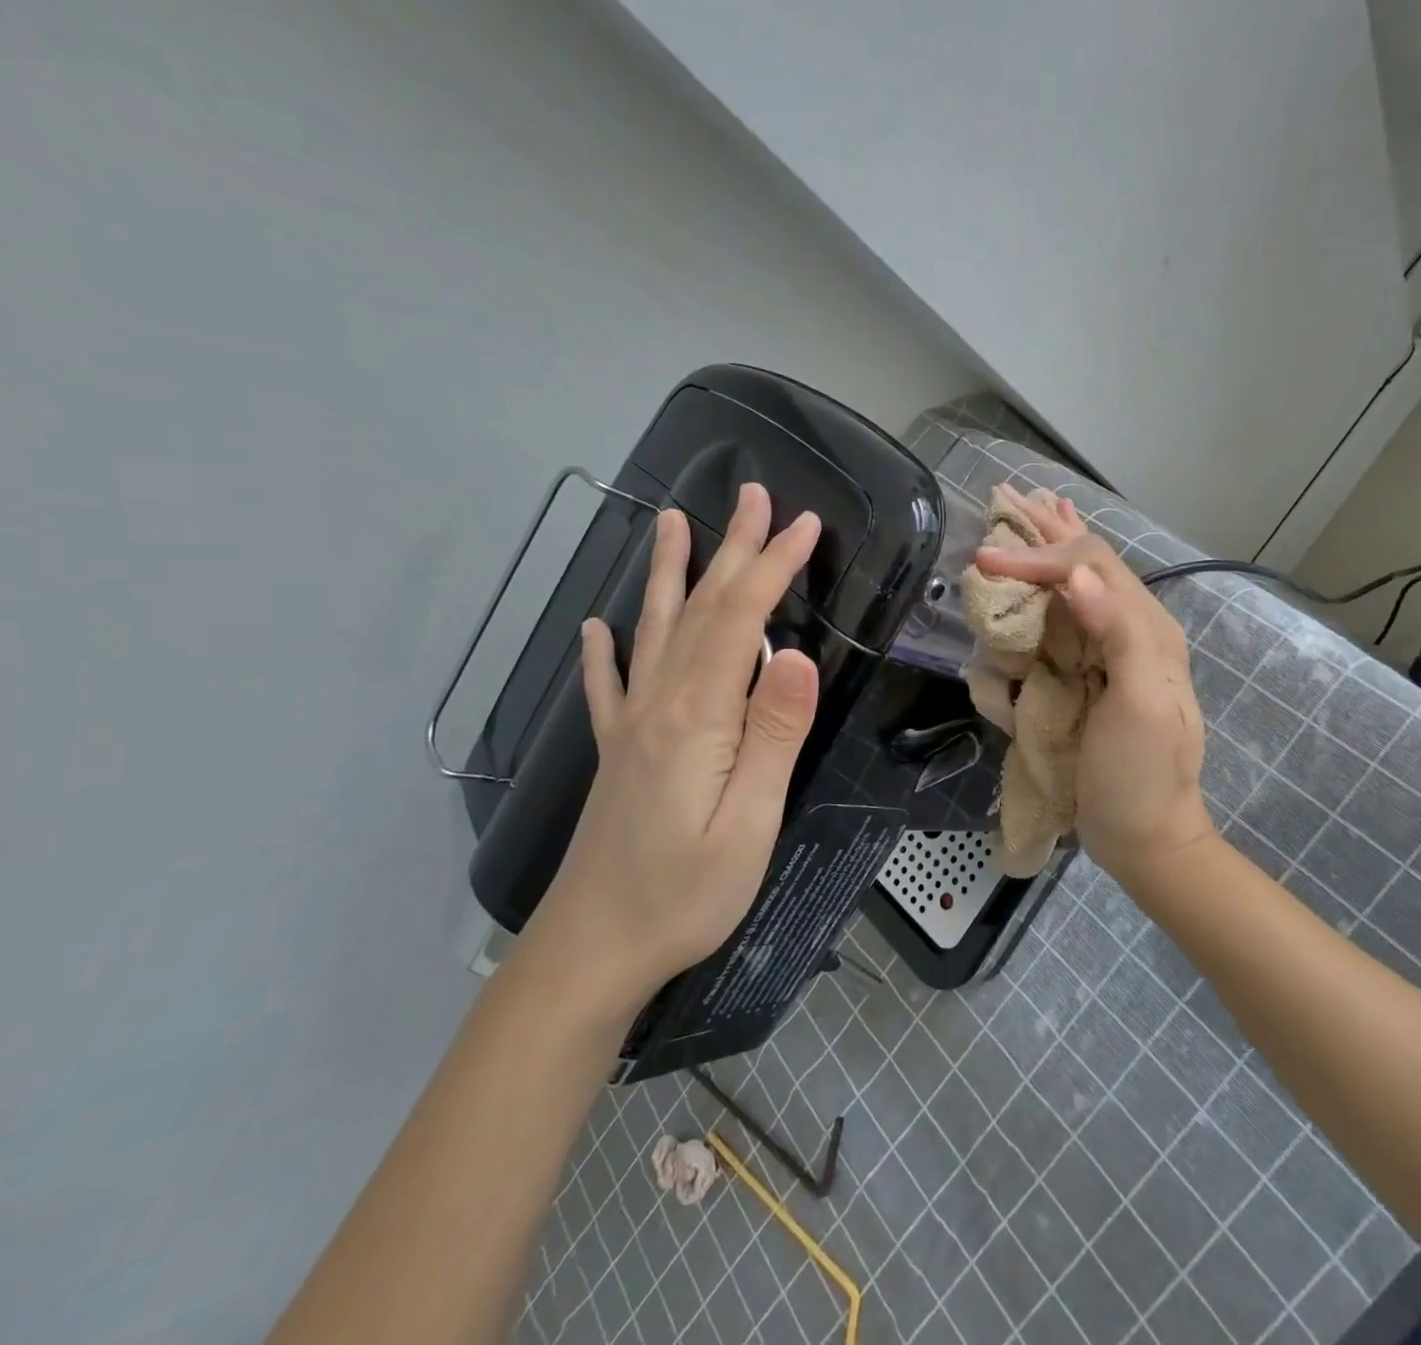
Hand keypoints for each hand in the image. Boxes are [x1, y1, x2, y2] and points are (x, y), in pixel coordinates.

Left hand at [528, 484, 821, 1009]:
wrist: (592, 950)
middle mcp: (658, 704)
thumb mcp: (750, 823)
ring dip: (671, 573)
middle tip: (753, 495)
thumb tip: (800, 656)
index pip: (742, 621)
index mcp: (697, 716)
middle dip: (732, 549)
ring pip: (655, 630)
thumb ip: (774, 735)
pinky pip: (608, 685)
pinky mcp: (616, 752)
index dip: (773, 567)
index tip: (804, 525)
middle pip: (701, 609)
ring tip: (671, 522)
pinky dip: (605, 649)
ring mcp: (631, 725)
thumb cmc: (685, 894)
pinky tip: (596, 628)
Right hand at [973, 488, 1213, 886]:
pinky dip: (1052, 582)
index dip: (1039, 554)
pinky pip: (1070, 613)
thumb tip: (1078, 575)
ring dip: (1052, 545)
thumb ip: (1117, 636)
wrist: (1147, 836)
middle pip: (1089, 561)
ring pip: (1080, 581)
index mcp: (1147, 629)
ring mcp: (1114, 649)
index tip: (986, 559)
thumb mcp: (1141, 709)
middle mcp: (1133, 627)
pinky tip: (1043, 574)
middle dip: (1048, 528)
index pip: (1090, 568)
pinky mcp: (1095, 672)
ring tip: (1031, 511)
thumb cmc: (1141, 776)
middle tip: (1009, 494)